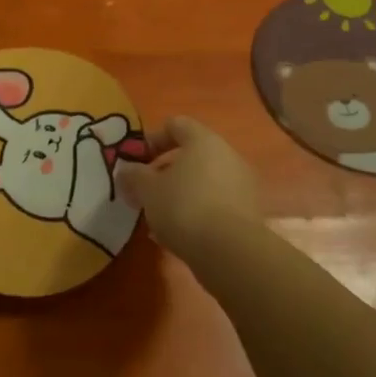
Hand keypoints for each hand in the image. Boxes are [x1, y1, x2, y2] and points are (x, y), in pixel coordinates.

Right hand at [116, 116, 261, 262]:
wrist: (230, 252)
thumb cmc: (183, 207)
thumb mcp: (147, 190)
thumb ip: (134, 175)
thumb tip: (127, 170)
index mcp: (203, 141)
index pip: (176, 124)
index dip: (153, 138)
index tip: (137, 159)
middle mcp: (227, 155)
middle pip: (192, 154)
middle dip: (166, 170)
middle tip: (146, 189)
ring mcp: (242, 184)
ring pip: (204, 180)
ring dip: (181, 192)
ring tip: (159, 216)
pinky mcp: (248, 212)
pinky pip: (216, 202)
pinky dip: (197, 211)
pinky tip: (180, 232)